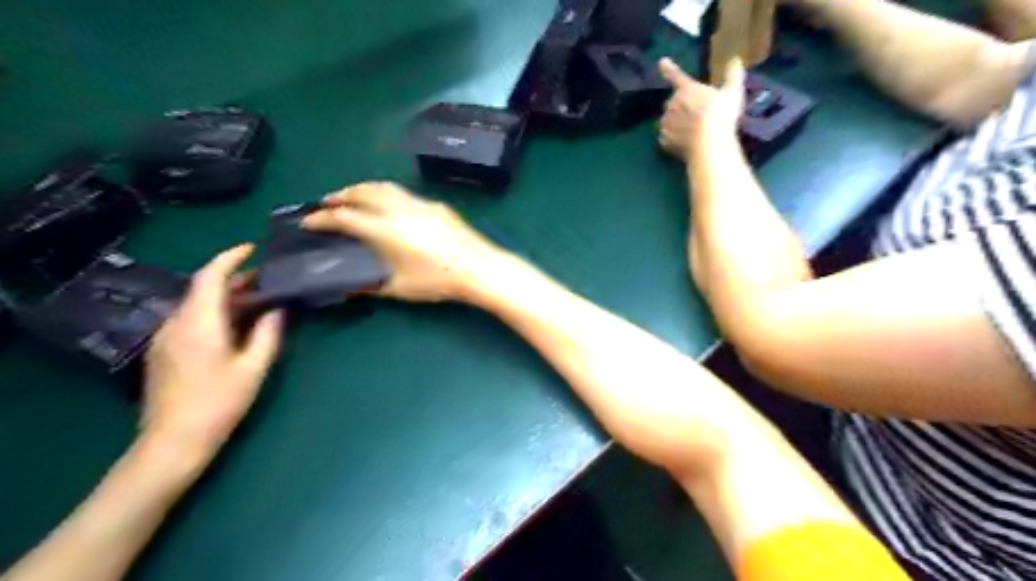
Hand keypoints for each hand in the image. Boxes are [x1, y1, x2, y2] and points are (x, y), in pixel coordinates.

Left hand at [141, 243, 280, 466]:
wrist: (172, 442)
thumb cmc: (219, 404)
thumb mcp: (253, 368)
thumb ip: (267, 334)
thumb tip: (278, 309)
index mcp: (198, 324)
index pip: (210, 277)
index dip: (230, 258)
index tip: (252, 249)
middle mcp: (176, 324)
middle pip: (202, 289)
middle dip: (233, 279)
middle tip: (266, 279)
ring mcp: (165, 338)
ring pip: (196, 305)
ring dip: (225, 298)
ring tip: (257, 301)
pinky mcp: (164, 352)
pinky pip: (190, 320)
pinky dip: (214, 313)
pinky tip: (235, 326)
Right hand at [300, 181, 508, 301]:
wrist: (479, 268)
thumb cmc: (438, 280)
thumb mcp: (399, 288)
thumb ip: (370, 284)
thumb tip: (348, 285)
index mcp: (385, 229)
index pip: (345, 217)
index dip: (322, 219)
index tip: (308, 221)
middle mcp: (399, 209)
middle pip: (362, 192)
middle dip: (340, 195)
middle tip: (327, 203)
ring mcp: (420, 204)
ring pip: (384, 187)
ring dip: (362, 189)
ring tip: (353, 198)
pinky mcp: (436, 206)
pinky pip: (403, 193)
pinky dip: (385, 193)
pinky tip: (389, 205)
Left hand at [654, 58, 744, 160]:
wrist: (707, 144)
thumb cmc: (721, 115)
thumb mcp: (732, 92)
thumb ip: (733, 75)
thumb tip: (735, 59)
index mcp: (687, 89)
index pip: (676, 76)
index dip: (669, 69)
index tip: (661, 61)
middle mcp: (672, 103)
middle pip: (674, 102)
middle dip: (682, 106)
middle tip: (697, 115)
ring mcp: (666, 122)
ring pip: (668, 120)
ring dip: (676, 122)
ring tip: (691, 131)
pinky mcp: (664, 140)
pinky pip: (666, 137)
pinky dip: (672, 138)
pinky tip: (683, 142)